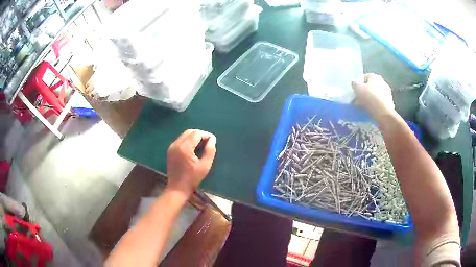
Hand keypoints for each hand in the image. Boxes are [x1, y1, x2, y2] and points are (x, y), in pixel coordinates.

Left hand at [166, 130, 216, 196]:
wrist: (177, 188)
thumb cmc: (192, 178)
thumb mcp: (205, 165)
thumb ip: (210, 151)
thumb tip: (212, 139)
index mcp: (184, 148)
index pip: (196, 134)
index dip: (206, 135)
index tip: (213, 140)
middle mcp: (176, 144)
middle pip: (189, 132)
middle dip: (200, 134)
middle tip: (208, 141)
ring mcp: (172, 147)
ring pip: (184, 135)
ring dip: (194, 136)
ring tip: (202, 144)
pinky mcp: (170, 150)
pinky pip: (180, 140)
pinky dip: (188, 140)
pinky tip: (194, 148)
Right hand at [352, 73, 395, 122]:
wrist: (384, 115)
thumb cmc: (370, 99)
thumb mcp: (358, 89)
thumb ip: (354, 84)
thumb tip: (355, 83)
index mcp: (374, 76)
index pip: (363, 78)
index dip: (358, 85)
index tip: (355, 93)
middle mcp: (382, 81)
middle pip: (370, 86)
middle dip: (364, 92)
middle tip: (359, 101)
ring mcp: (387, 92)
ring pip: (375, 94)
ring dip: (370, 99)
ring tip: (365, 107)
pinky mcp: (390, 101)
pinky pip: (380, 101)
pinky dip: (376, 105)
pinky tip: (372, 110)